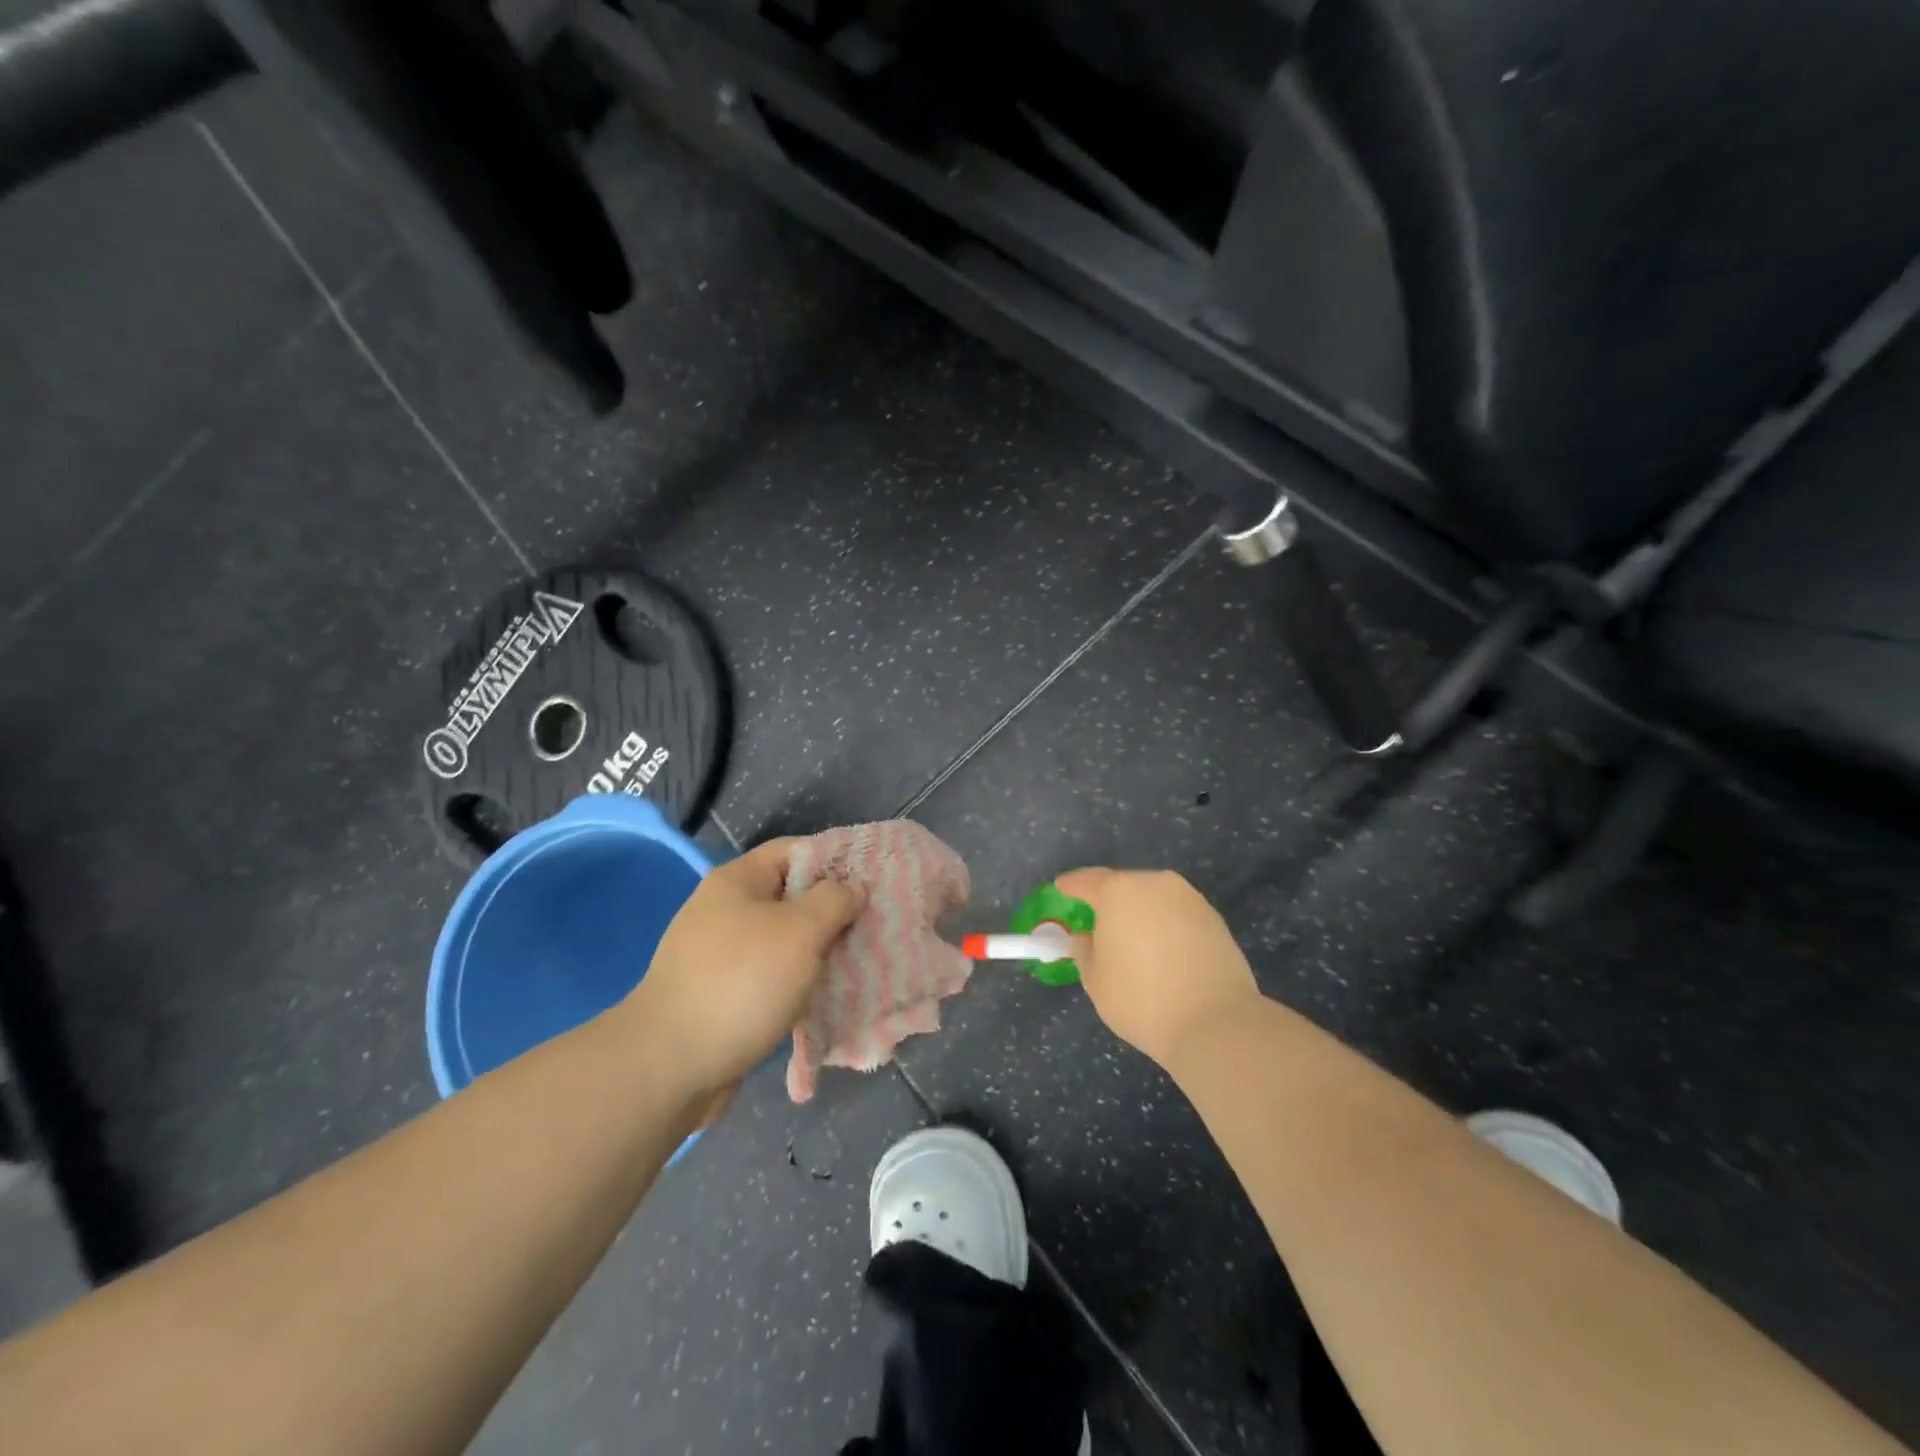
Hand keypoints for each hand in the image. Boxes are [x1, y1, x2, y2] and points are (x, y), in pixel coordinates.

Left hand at [629, 839, 863, 1105]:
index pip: (796, 851)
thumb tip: (851, 889)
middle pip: (793, 897)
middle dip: (834, 913)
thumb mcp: (800, 931)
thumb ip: (833, 900)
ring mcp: (722, 956)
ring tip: (860, 966)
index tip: (874, 883)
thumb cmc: (741, 983)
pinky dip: (799, 986)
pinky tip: (827, 1001)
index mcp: (738, 881)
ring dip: (821, 954)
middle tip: (874, 929)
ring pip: (786, 942)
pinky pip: (773, 979)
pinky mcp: (724, 996)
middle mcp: (727, 911)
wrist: (669, 1067)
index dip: (837, 860)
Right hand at [1056, 868, 1259, 1070]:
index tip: (1062, 889)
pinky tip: (1163, 952)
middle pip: (1123, 886)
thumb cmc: (1142, 1000)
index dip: (1071, 886)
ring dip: (1140, 913)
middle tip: (1099, 924)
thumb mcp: (1096, 980)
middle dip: (1109, 902)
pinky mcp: (1213, 917)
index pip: (1086, 881)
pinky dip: (1165, 925)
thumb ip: (1084, 950)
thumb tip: (1088, 936)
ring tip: (1134, 941)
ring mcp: (1189, 898)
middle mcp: (1155, 883)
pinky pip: (1177, 914)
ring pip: (1153, 898)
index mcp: (1119, 891)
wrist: (1216, 1023)